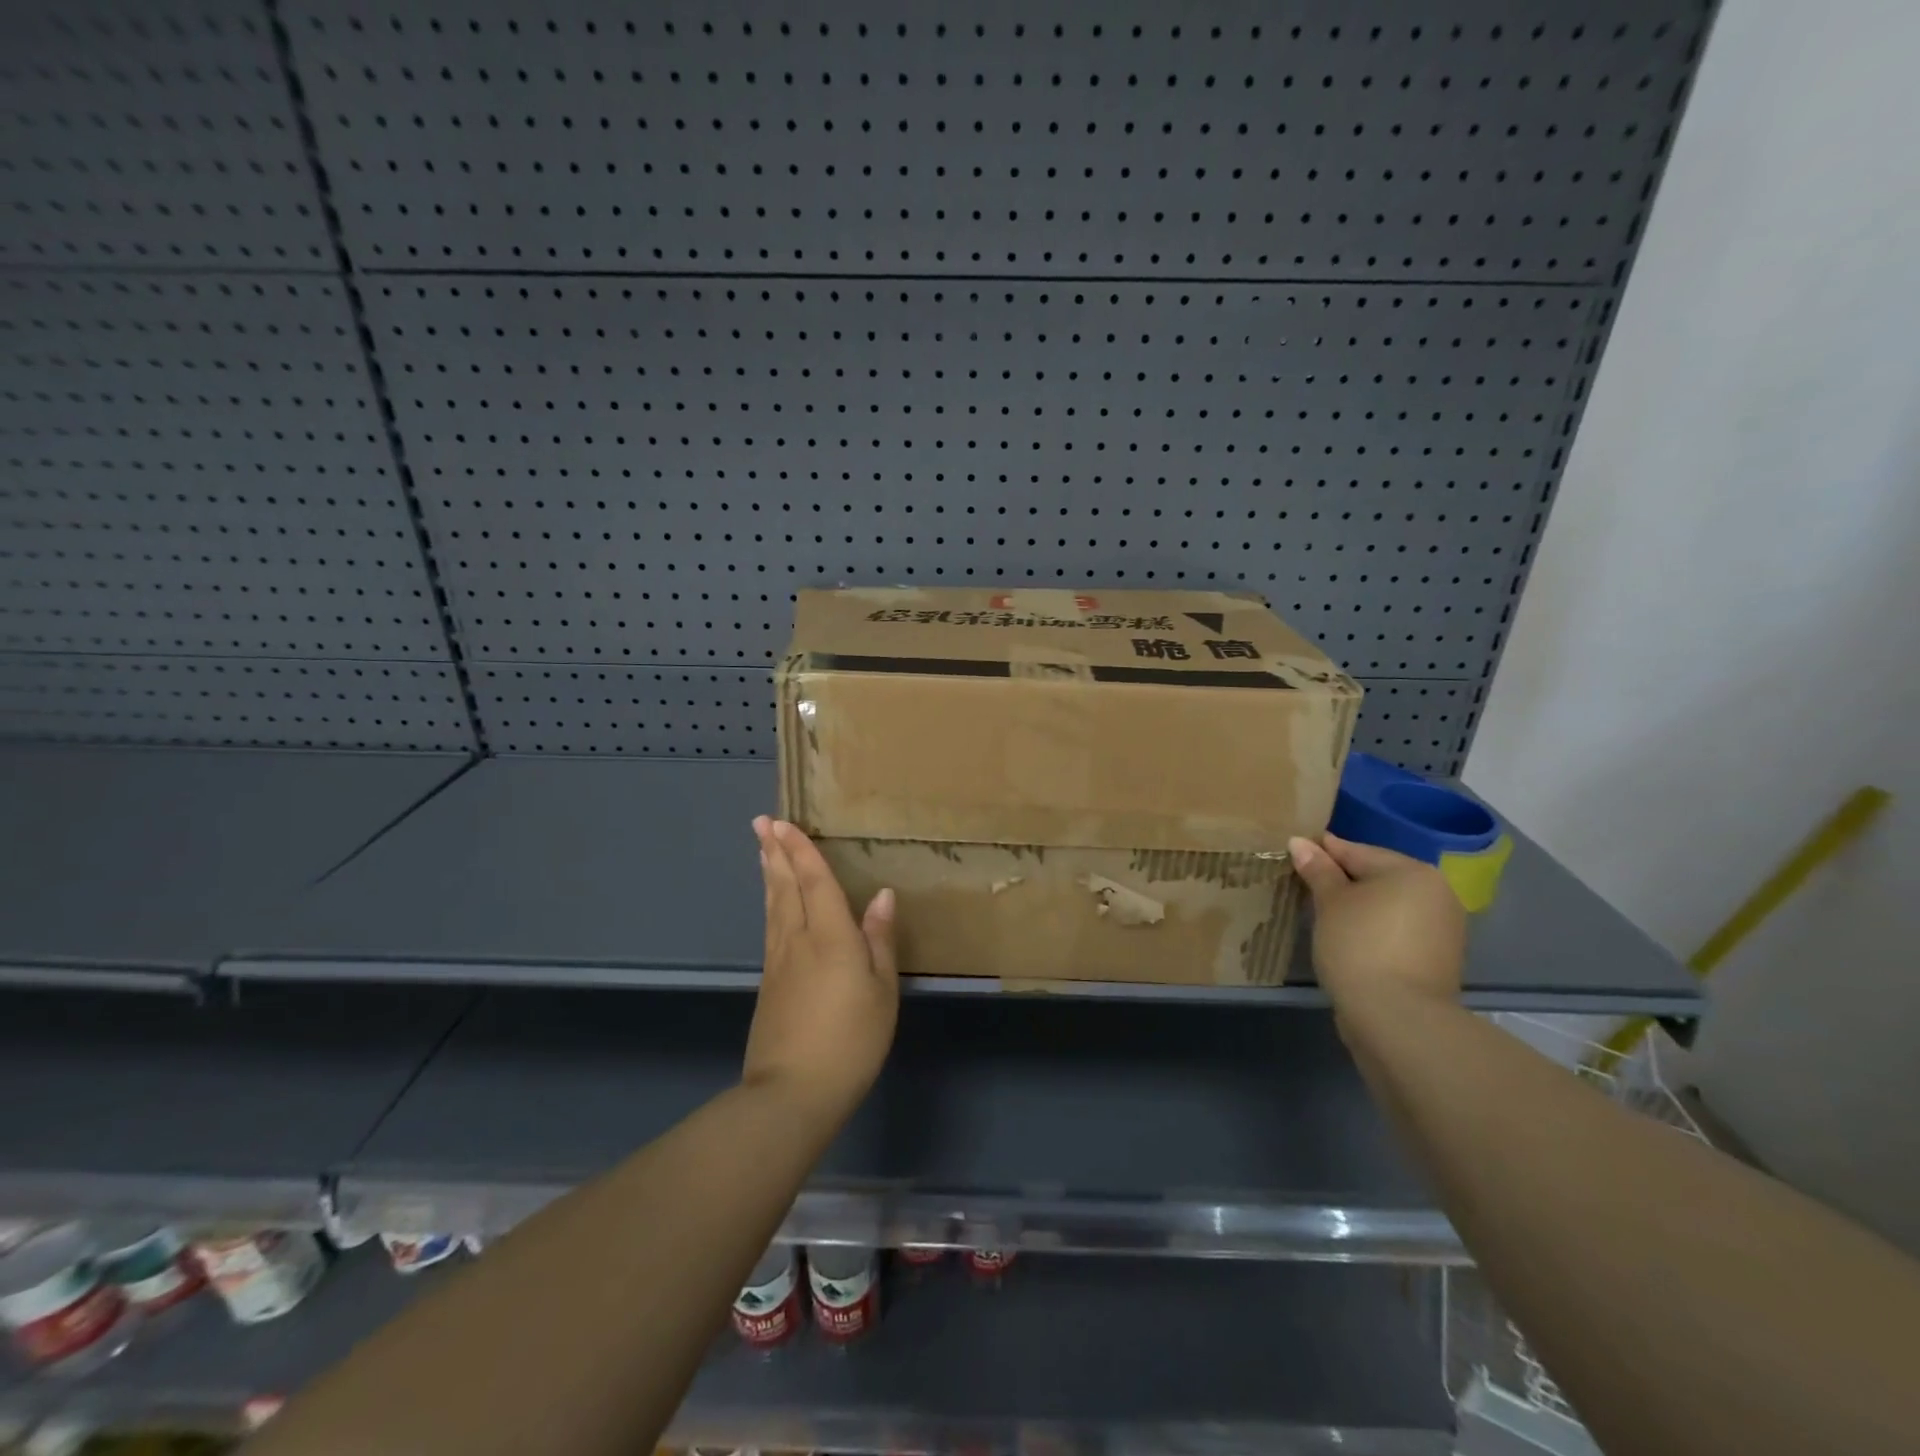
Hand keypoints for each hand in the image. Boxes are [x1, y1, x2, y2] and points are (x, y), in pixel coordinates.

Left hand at [745, 817, 898, 1124]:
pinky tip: (772, 903)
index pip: (814, 882)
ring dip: (770, 873)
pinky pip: (770, 927)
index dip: (801, 851)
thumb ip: (879, 940)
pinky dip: (770, 903)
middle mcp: (798, 940)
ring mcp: (779, 962)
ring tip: (763, 850)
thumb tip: (882, 896)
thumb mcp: (882, 991)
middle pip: (785, 887)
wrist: (793, 1092)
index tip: (784, 822)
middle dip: (775, 852)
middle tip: (761, 822)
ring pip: (773, 906)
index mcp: (830, 937)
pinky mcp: (769, 983)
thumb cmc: (851, 1040)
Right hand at [1287, 833, 1465, 1013]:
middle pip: (1377, 876)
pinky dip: (1374, 928)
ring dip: (1359, 906)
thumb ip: (1317, 869)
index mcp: (1412, 871)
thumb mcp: (1330, 902)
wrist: (1397, 1017)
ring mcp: (1442, 928)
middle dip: (1342, 879)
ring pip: (1388, 904)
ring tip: (1323, 914)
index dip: (1322, 852)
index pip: (1357, 851)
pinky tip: (1349, 938)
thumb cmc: (1359, 946)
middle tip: (1305, 885)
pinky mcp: (1438, 958)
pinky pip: (1397, 929)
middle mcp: (1436, 893)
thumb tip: (1299, 842)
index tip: (1294, 853)